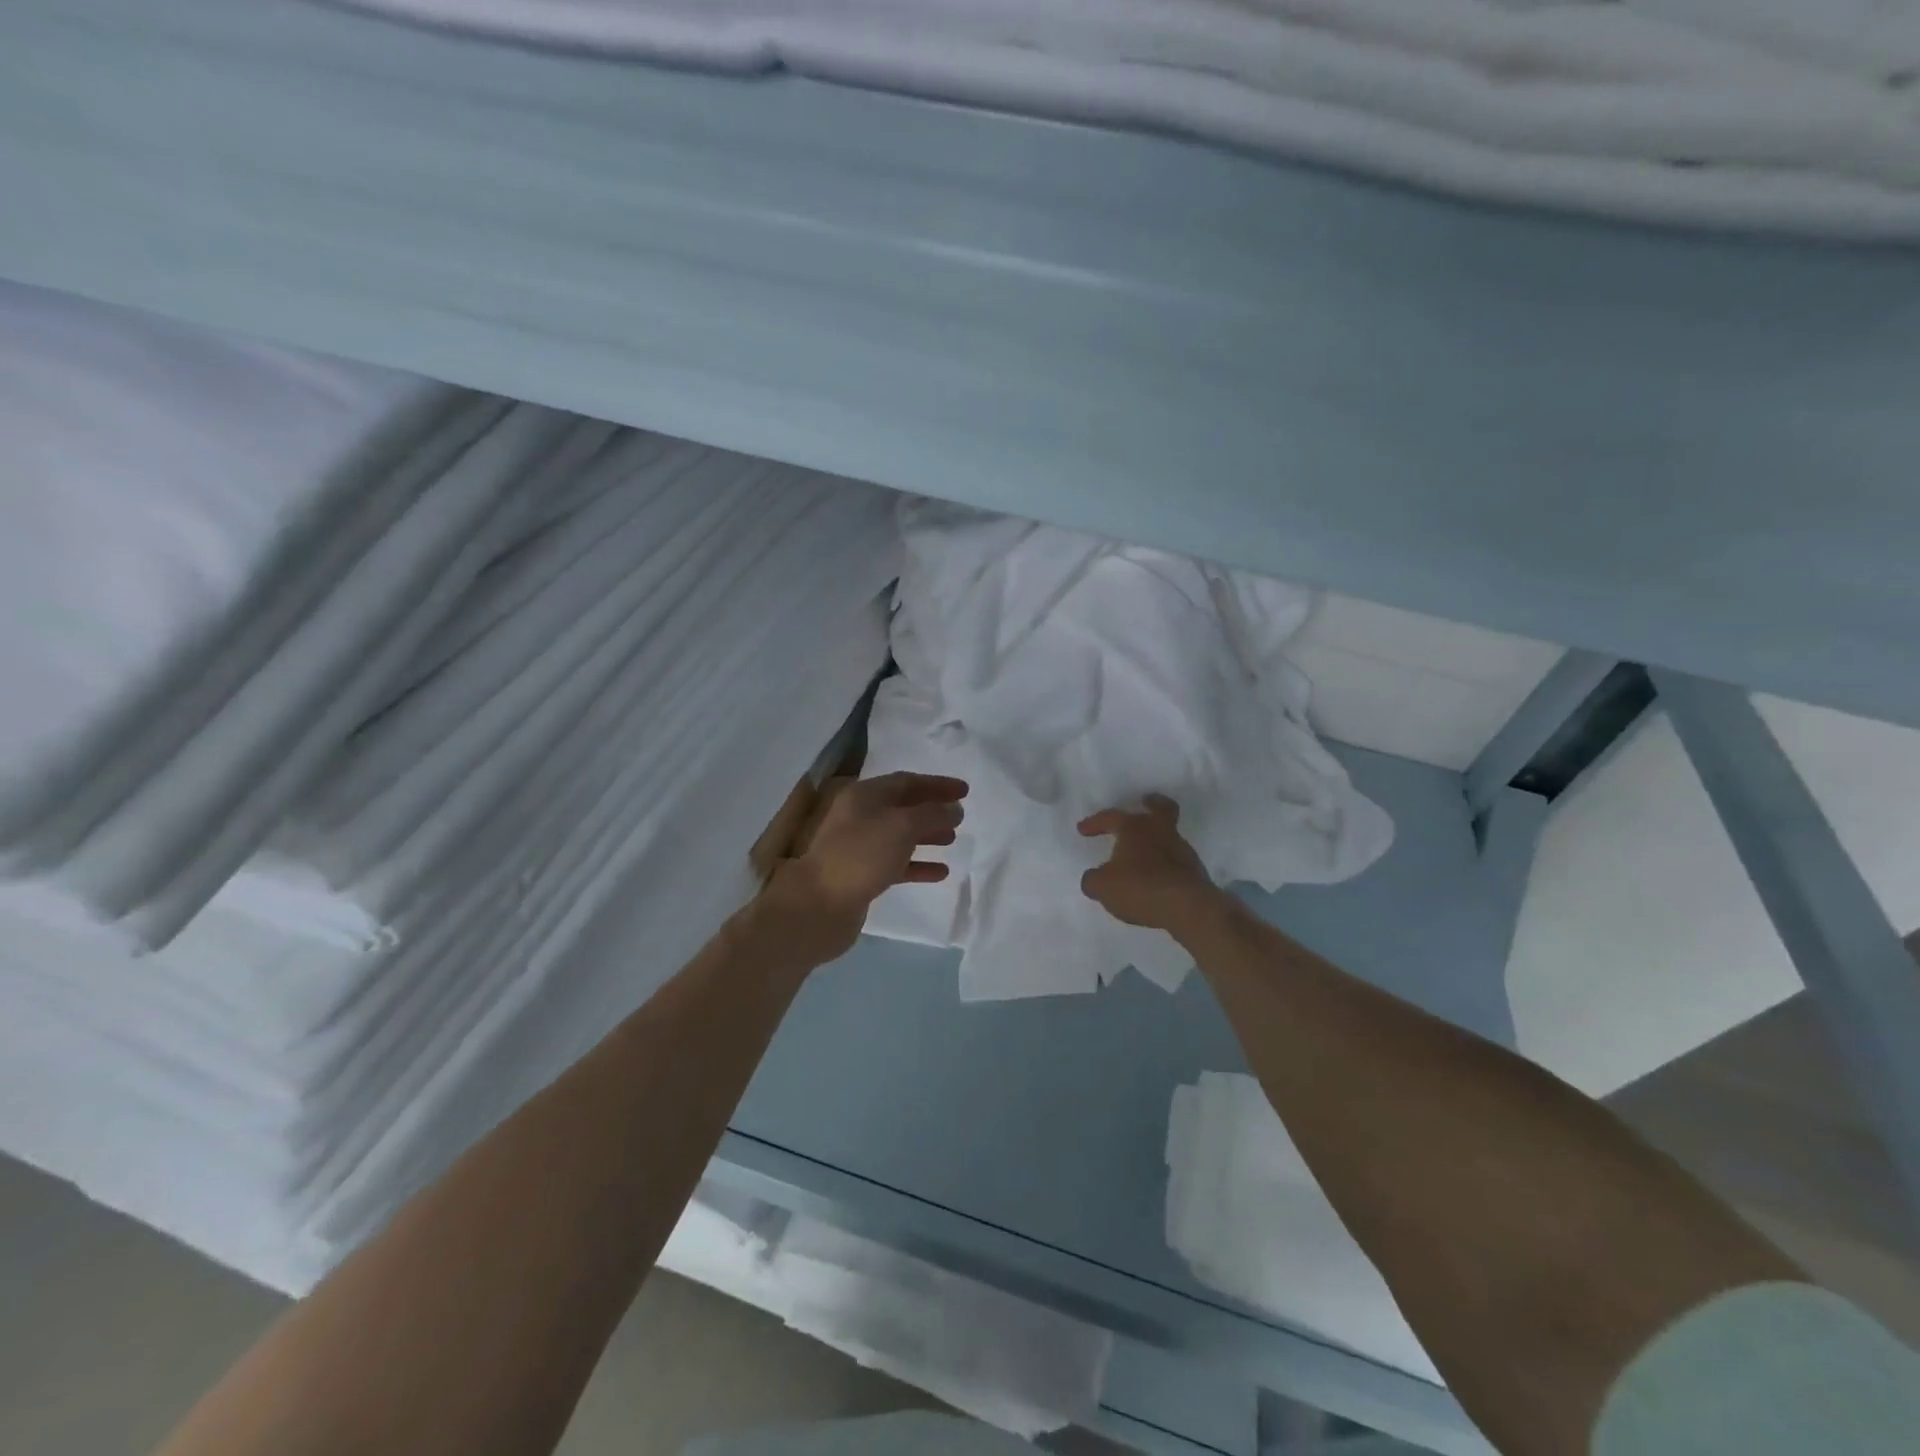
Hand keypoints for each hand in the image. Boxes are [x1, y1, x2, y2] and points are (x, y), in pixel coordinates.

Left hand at [764, 772, 968, 964]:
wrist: (818, 905)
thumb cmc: (861, 856)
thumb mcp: (902, 826)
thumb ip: (933, 814)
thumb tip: (954, 809)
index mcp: (864, 795)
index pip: (907, 781)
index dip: (937, 784)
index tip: (965, 791)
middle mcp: (859, 816)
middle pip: (902, 807)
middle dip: (932, 810)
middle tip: (960, 816)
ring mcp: (858, 847)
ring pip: (899, 836)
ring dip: (926, 836)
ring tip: (952, 841)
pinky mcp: (861, 876)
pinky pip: (895, 864)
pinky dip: (917, 866)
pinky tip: (940, 873)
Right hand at [1078, 794, 1222, 935]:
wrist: (1187, 907)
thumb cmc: (1139, 887)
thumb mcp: (1103, 887)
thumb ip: (1093, 879)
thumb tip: (1093, 878)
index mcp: (1134, 828)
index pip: (1111, 817)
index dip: (1094, 822)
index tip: (1082, 830)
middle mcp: (1160, 831)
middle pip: (1161, 808)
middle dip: (1152, 804)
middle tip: (1145, 802)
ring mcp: (1182, 849)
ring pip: (1168, 836)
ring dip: (1157, 840)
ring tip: (1144, 855)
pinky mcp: (1195, 871)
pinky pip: (1175, 860)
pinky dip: (1165, 864)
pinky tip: (1157, 877)